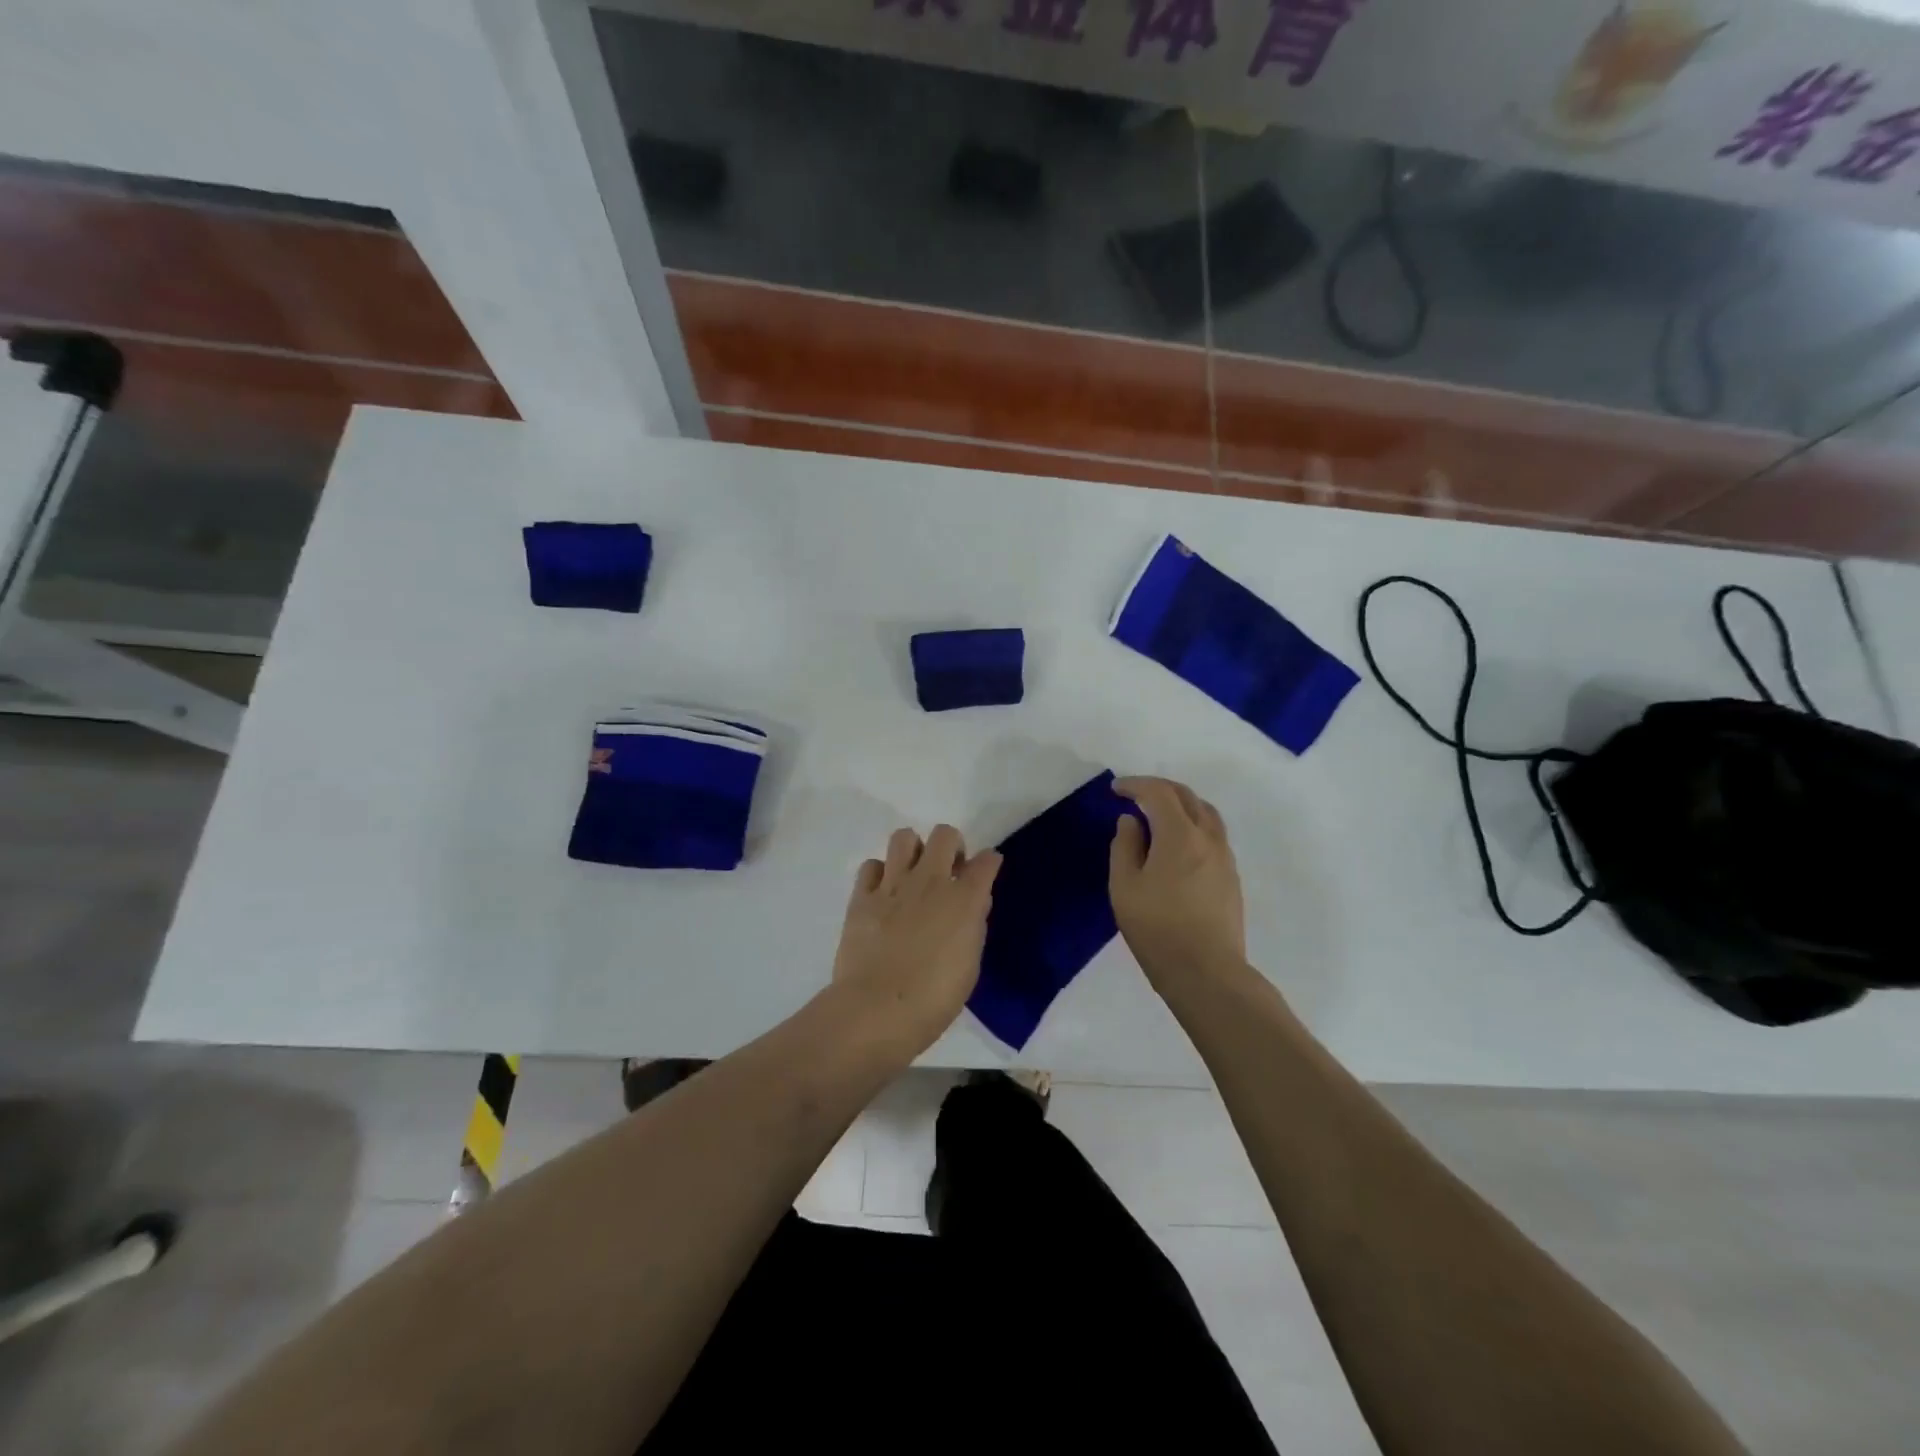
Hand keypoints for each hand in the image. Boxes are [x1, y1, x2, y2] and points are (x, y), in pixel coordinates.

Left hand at [831, 824, 1001, 1055]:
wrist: (877, 1010)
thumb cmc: (934, 999)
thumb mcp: (970, 966)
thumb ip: (974, 927)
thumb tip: (974, 904)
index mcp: (964, 900)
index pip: (986, 861)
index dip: (989, 862)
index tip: (986, 870)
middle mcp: (930, 881)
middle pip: (945, 834)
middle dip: (952, 846)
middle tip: (949, 871)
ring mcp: (893, 885)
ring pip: (904, 837)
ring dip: (913, 850)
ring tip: (913, 874)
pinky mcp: (861, 896)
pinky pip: (871, 866)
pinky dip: (879, 874)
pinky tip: (883, 894)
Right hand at [1109, 776, 1246, 994]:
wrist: (1206, 972)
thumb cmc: (1157, 929)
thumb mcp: (1124, 887)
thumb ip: (1125, 846)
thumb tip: (1131, 821)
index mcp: (1179, 835)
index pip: (1159, 793)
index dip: (1136, 785)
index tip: (1115, 790)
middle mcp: (1208, 838)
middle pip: (1187, 796)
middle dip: (1159, 788)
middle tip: (1135, 794)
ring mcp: (1225, 857)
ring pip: (1206, 813)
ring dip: (1181, 804)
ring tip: (1159, 814)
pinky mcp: (1231, 876)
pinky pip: (1213, 833)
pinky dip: (1193, 823)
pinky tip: (1178, 842)